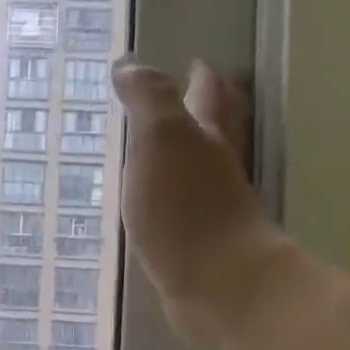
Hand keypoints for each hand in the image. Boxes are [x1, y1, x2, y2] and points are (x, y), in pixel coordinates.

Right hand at [113, 57, 276, 346]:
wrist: (217, 285)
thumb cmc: (185, 207)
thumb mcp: (160, 139)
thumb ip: (147, 100)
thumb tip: (129, 65)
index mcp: (208, 137)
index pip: (207, 95)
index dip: (200, 78)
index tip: (194, 64)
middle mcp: (218, 169)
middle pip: (219, 129)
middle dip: (210, 110)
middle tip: (197, 95)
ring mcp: (214, 210)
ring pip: (204, 170)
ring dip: (192, 155)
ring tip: (170, 149)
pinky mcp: (202, 247)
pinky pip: (187, 210)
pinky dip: (177, 199)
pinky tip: (162, 206)